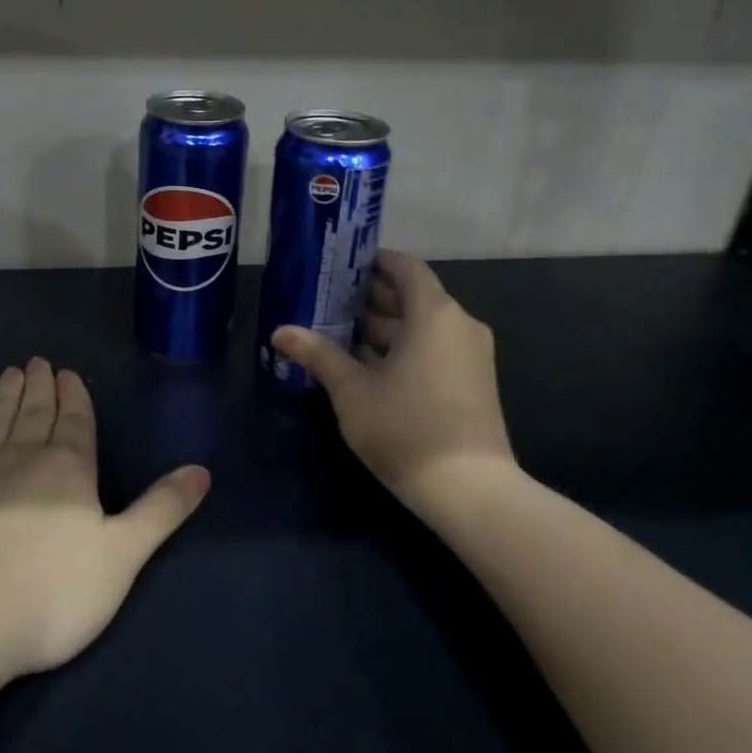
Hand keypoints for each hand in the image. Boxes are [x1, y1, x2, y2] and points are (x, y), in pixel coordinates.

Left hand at [0, 358, 208, 677]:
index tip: (67, 373)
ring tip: (11, 373)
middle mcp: (21, 458)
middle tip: (37, 362)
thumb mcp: (122, 555)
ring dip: (6, 396)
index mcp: (68, 469)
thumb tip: (202, 470)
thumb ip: (161, 510)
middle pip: (34, 414)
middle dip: (40, 387)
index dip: (74, 397)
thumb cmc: (51, 593)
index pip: (75, 422)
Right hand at [272, 251, 516, 524]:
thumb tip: (280, 331)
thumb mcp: (352, 390)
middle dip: (368, 298)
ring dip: (381, 328)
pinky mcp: (471, 382)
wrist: (470, 491)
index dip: (371, 261)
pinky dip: (401, 349)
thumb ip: (317, 354)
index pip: (404, 267)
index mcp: (434, 313)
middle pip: (411, 297)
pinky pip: (432, 350)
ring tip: (335, 331)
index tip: (338, 265)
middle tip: (324, 299)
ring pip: (420, 327)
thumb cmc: (405, 427)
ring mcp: (469, 355)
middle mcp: (458, 325)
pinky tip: (364, 365)